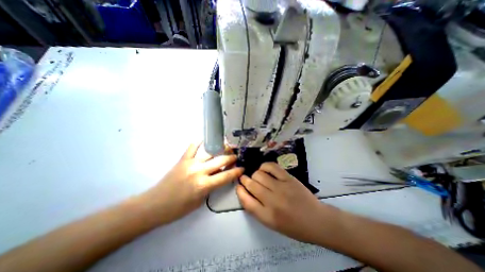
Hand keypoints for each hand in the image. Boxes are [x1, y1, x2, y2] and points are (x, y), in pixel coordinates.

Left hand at [142, 142, 241, 222]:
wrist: (154, 205)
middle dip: (231, 157)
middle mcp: (199, 171)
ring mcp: (190, 163)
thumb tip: (220, 176)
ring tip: (225, 146)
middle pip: (220, 160)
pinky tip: (204, 140)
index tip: (243, 167)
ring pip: (209, 152)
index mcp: (204, 185)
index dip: (236, 171)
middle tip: (236, 155)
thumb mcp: (200, 200)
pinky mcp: (182, 160)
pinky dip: (198, 143)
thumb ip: (212, 186)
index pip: (226, 176)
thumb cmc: (179, 208)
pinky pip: (192, 147)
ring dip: (219, 149)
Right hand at [237, 161, 330, 242]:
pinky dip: (265, 166)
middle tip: (245, 178)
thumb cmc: (294, 227)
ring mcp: (281, 188)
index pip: (246, 201)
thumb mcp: (272, 224)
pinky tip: (264, 168)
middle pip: (251, 185)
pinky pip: (272, 167)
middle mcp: (272, 201)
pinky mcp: (289, 179)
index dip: (239, 191)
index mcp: (267, 216)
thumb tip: (246, 193)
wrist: (317, 221)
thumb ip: (257, 209)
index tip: (239, 186)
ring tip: (257, 176)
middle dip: (245, 180)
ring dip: (255, 174)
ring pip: (259, 174)